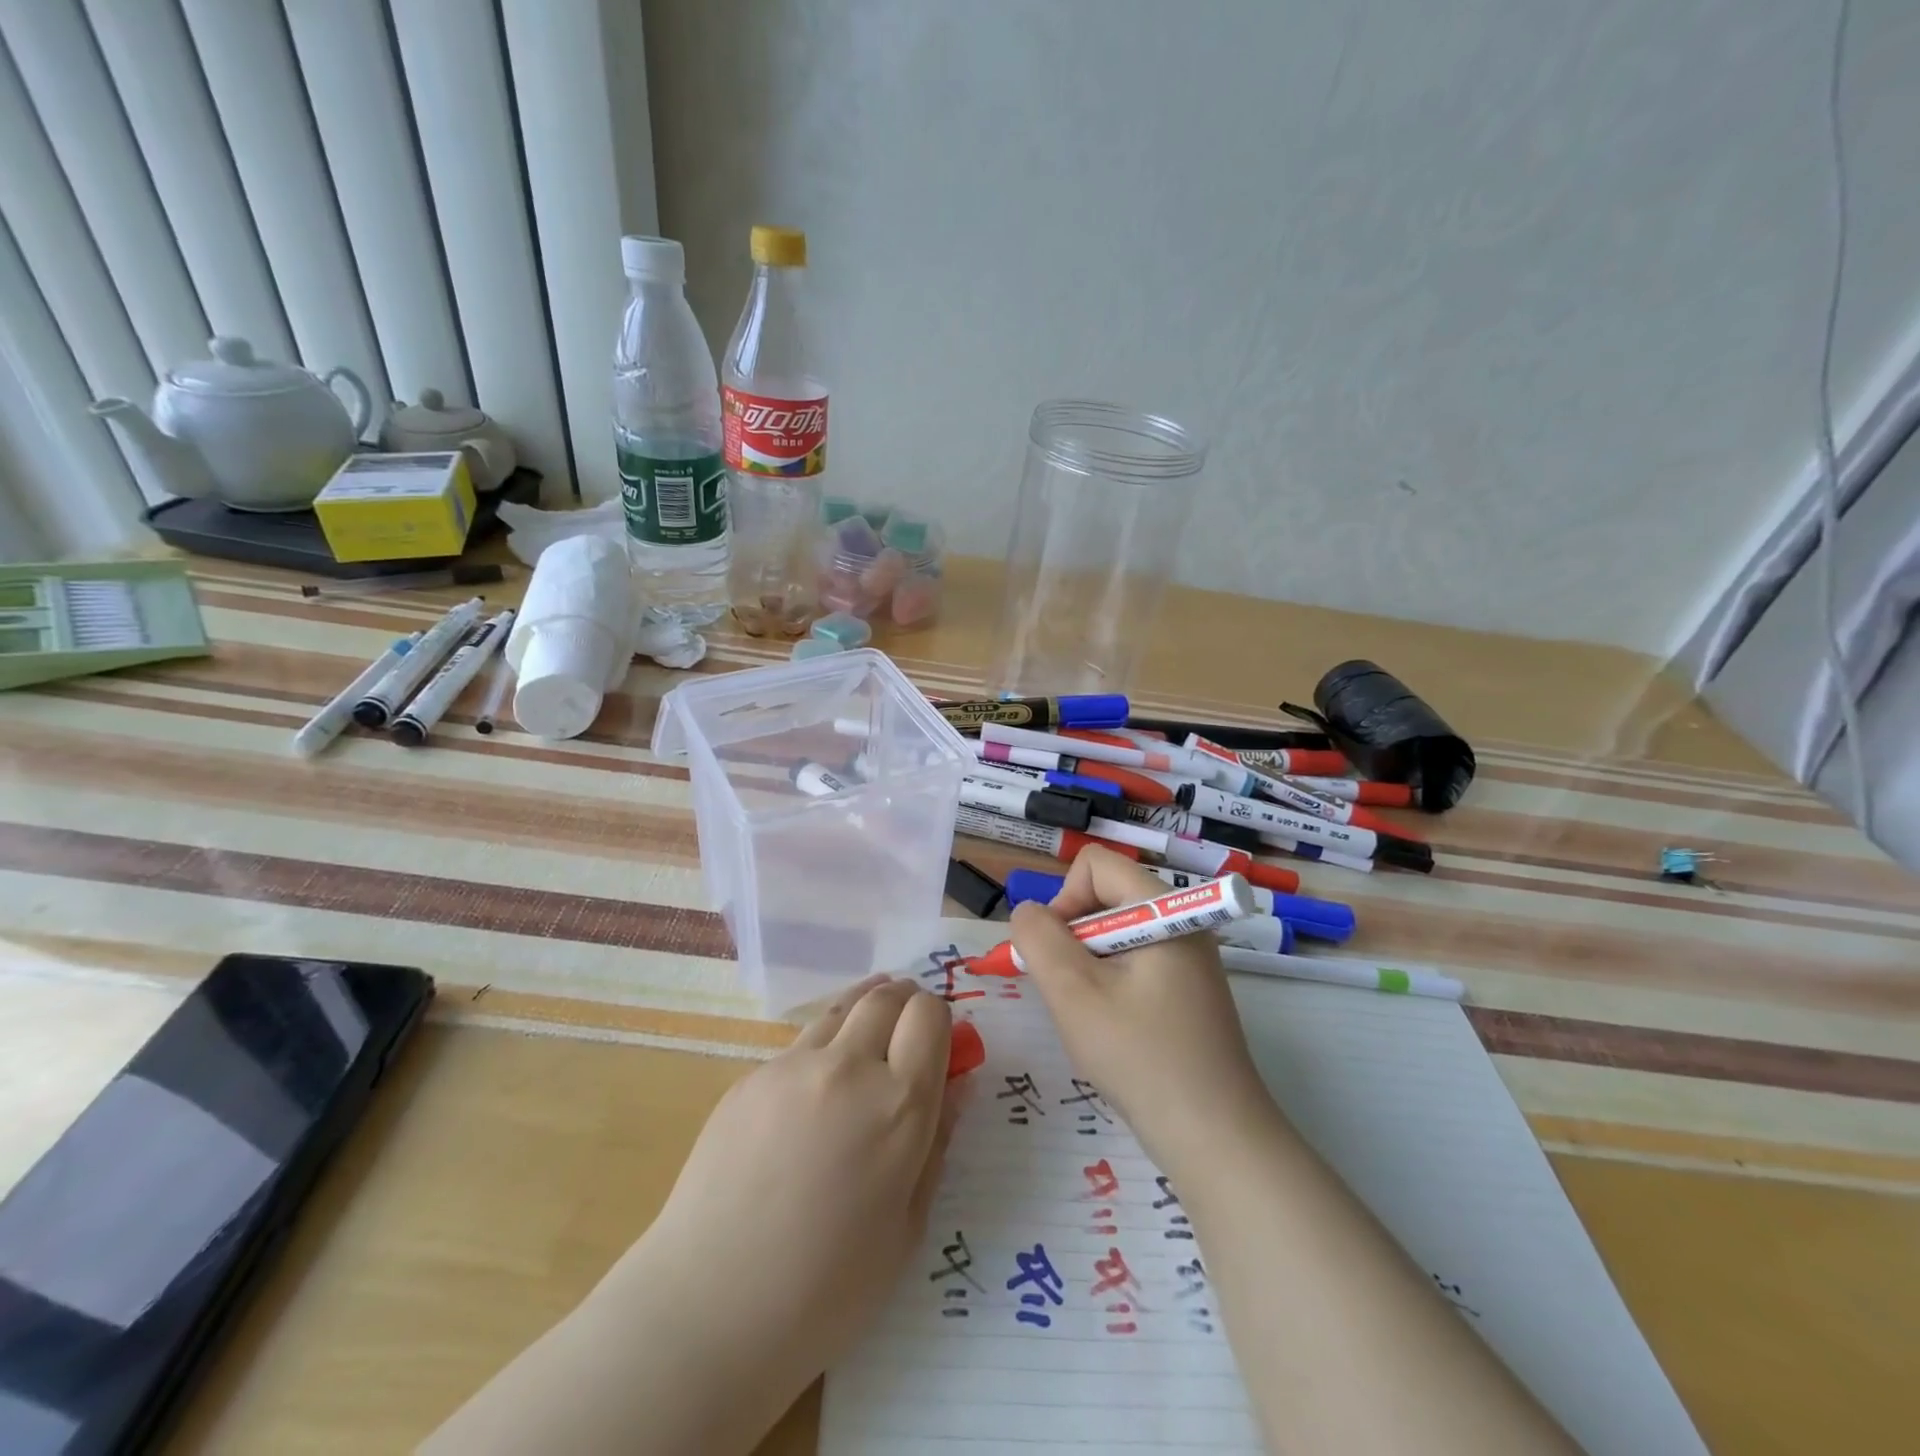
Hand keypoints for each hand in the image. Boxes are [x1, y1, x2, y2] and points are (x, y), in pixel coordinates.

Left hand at [611, 976, 952, 1421]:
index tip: (937, 1045)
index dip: (939, 1021)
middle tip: (906, 1031)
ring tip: (866, 1040)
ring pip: (841, 1009)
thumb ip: (936, 1144)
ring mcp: (793, 1066)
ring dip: (863, 1013)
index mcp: (899, 1105)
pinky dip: (822, 1050)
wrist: (709, 1310)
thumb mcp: (907, 1229)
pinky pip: (800, 1046)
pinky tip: (812, 1095)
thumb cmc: (826, 1291)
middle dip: (905, 1002)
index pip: (930, 1015)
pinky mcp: (750, 1077)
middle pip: (886, 997)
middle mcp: (849, 1066)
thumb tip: (956, 1086)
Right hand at [1009, 848, 1279, 1174]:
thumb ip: (1040, 939)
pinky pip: (1134, 962)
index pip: (1096, 865)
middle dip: (1072, 935)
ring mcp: (1189, 959)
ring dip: (1088, 964)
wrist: (1216, 1139)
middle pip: (1106, 896)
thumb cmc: (1141, 1058)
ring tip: (1090, 1015)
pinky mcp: (1189, 990)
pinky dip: (1109, 983)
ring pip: (1116, 933)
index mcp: (1165, 910)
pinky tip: (1112, 1028)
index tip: (1056, 954)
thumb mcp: (1075, 993)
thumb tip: (1028, 914)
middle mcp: (1182, 923)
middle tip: (1067, 991)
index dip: (1063, 899)